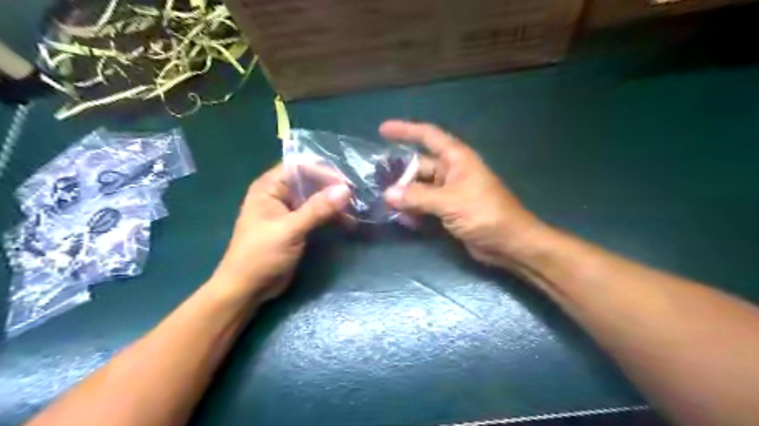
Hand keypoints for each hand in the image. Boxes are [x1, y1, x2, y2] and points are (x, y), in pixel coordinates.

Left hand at [207, 165, 349, 300]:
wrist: (248, 288)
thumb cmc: (261, 255)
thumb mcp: (290, 230)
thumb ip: (317, 209)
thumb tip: (346, 190)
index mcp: (269, 187)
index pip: (299, 167)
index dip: (323, 171)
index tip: (346, 183)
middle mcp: (279, 194)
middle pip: (310, 181)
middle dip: (333, 187)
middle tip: (356, 197)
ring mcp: (289, 210)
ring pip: (317, 198)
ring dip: (335, 203)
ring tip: (356, 211)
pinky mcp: (297, 225)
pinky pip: (318, 213)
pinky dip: (332, 216)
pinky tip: (348, 222)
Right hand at [387, 120, 544, 266]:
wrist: (509, 242)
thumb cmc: (484, 213)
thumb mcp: (450, 202)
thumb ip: (418, 197)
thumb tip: (388, 194)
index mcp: (456, 158)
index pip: (428, 135)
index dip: (405, 130)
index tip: (382, 130)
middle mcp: (451, 171)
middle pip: (419, 166)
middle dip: (400, 175)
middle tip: (377, 183)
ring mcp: (450, 192)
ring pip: (420, 188)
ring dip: (405, 196)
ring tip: (387, 205)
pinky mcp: (449, 210)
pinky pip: (426, 205)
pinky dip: (414, 210)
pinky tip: (404, 220)